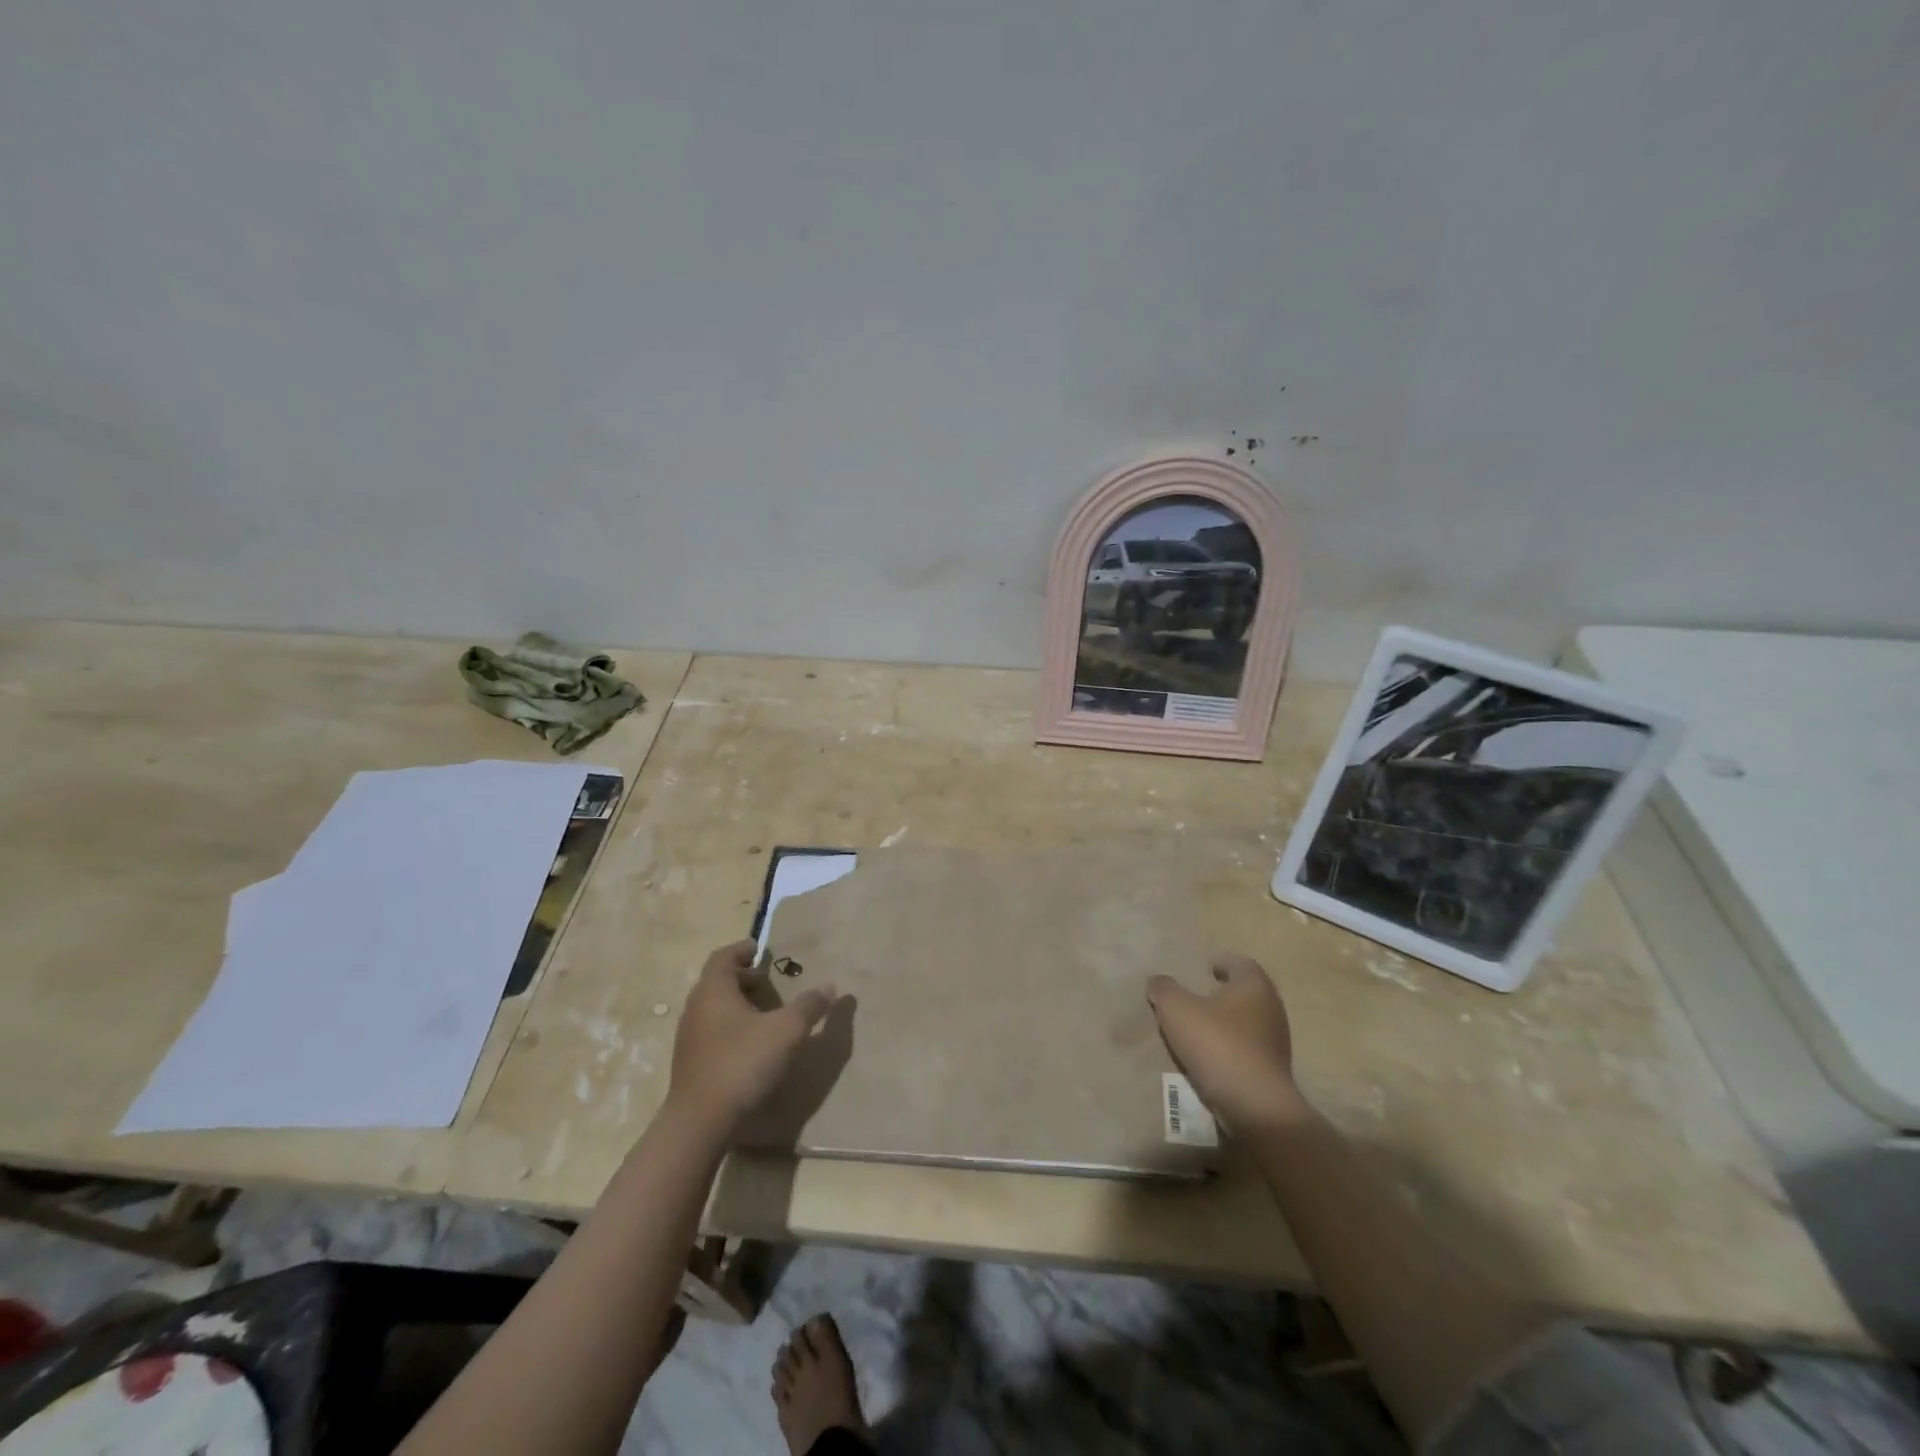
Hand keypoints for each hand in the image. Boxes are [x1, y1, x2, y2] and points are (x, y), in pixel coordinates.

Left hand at [668, 941, 836, 1129]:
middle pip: (717, 981)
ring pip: (713, 1007)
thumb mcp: (786, 1031)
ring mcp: (689, 1037)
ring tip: (764, 1014)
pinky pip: (710, 1031)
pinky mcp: (689, 1062)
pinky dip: (730, 1026)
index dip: (743, 950)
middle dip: (743, 978)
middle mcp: (696, 1007)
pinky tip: (750, 1045)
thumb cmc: (743, 1063)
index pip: (723, 956)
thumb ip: (809, 1006)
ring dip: (737, 1004)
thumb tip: (830, 986)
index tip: (761, 952)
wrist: (699, 1122)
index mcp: (714, 990)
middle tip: (769, 983)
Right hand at [1147, 953, 1305, 1133]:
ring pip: (1249, 1022)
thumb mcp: (1177, 1009)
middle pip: (1247, 992)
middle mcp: (1272, 1008)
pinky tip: (1213, 1057)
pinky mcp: (1274, 1071)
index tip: (1207, 968)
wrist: (1255, 1106)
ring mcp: (1277, 1042)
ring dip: (1228, 1022)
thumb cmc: (1217, 1044)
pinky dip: (1232, 1047)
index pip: (1241, 963)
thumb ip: (1164, 989)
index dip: (1223, 963)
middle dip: (1224, 993)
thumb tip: (1158, 981)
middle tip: (1199, 996)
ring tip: (1201, 1028)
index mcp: (1254, 985)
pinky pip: (1249, 1049)